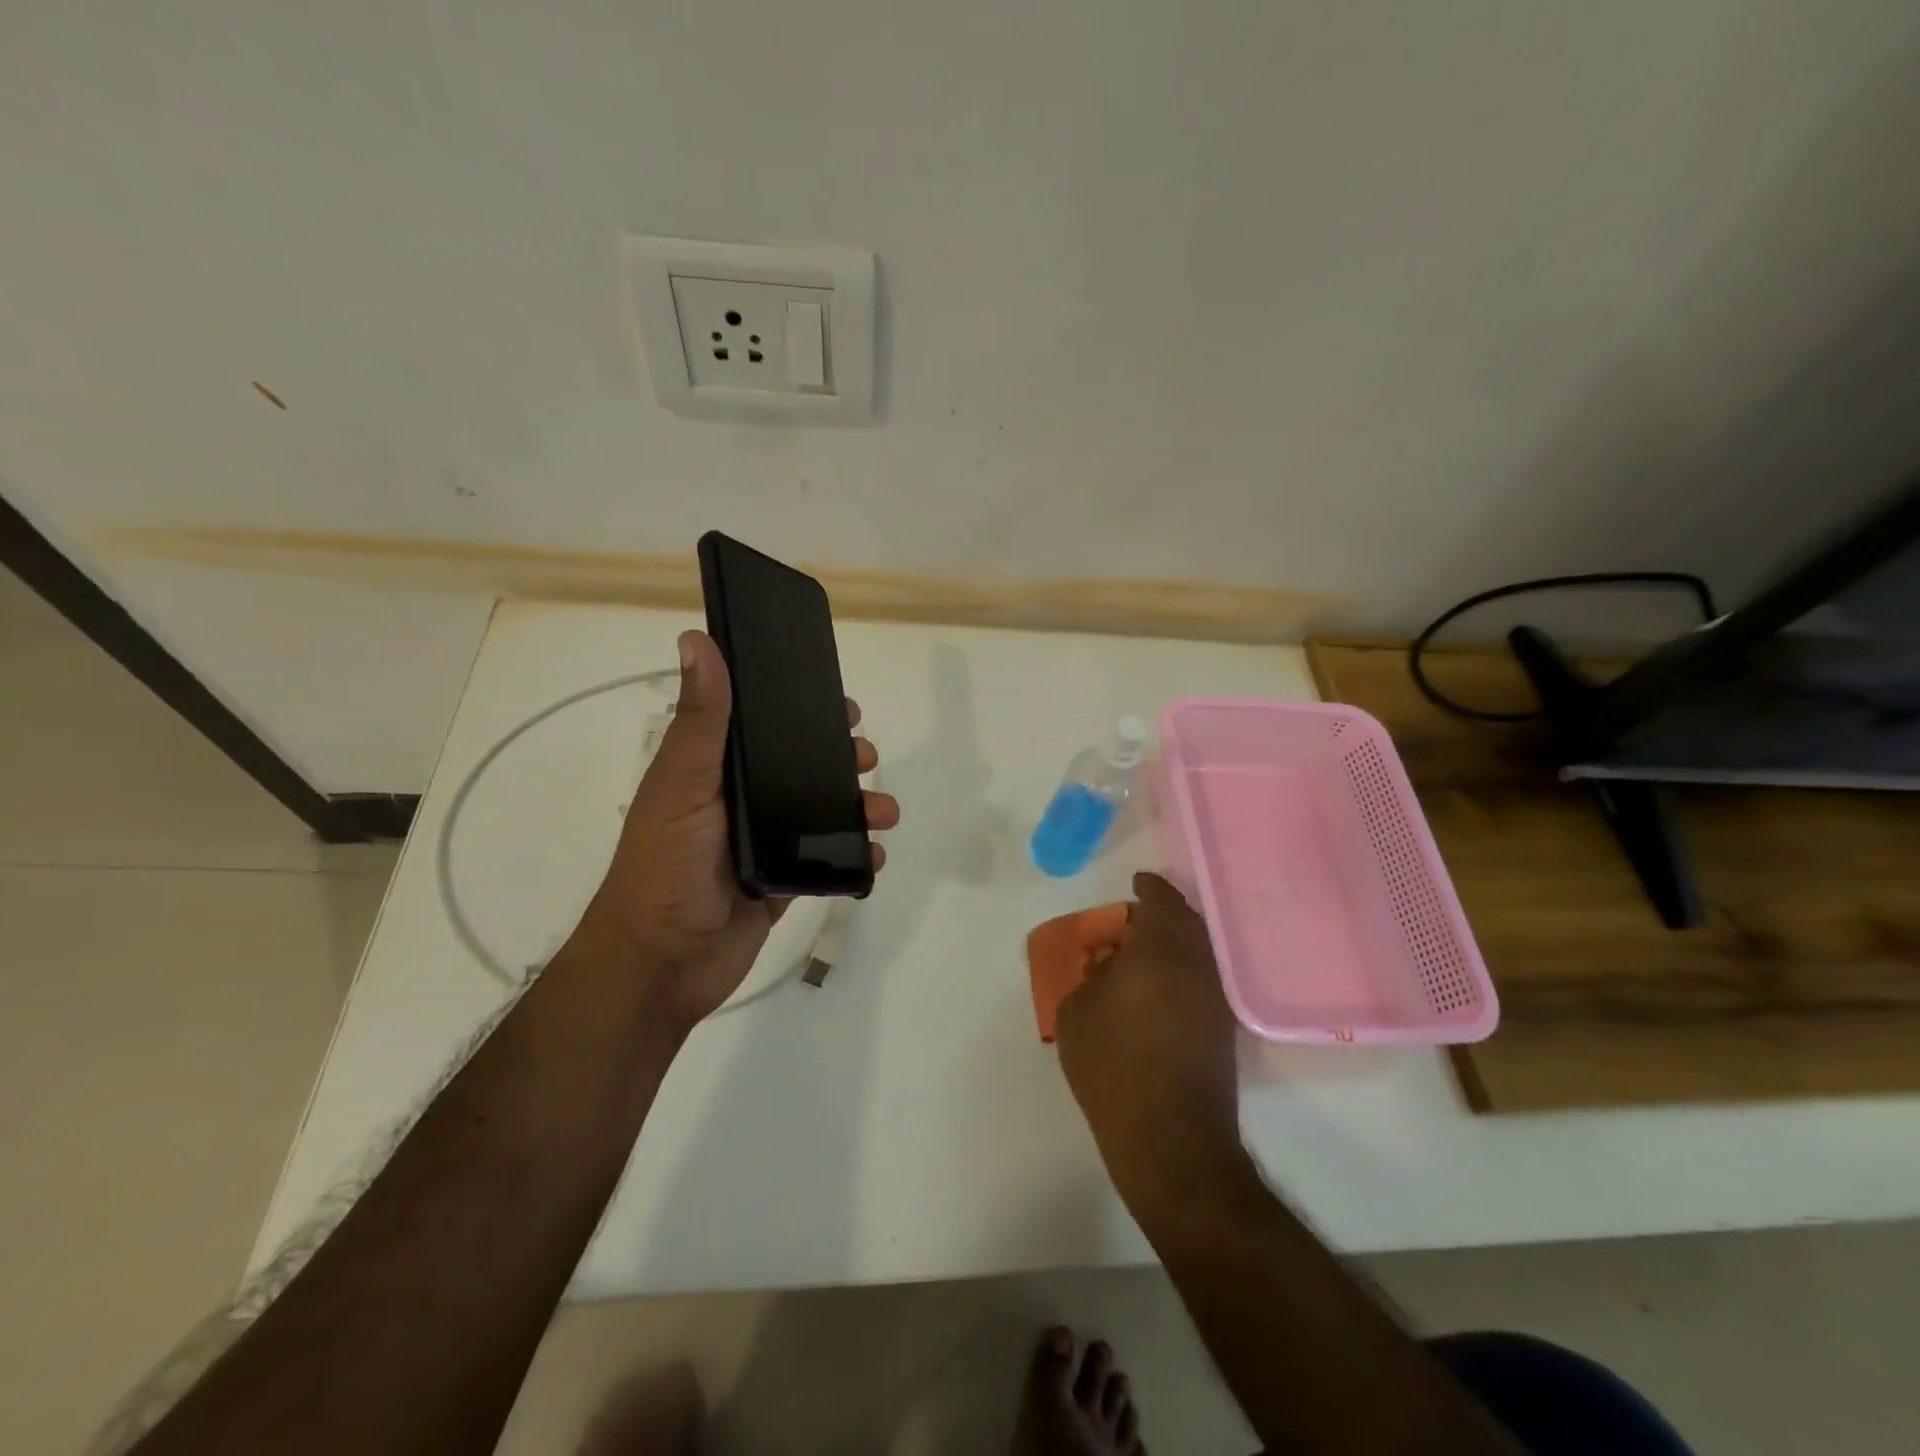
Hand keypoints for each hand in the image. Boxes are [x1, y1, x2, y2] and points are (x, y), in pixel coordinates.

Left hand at [573, 630, 899, 1029]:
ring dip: (860, 807)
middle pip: (802, 766)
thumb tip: (697, 639)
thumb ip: (701, 719)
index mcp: (716, 771)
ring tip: (884, 813)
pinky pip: (830, 860)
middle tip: (866, 757)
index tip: (841, 703)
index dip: (802, 710)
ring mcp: (766, 842)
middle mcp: (743, 801)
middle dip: (842, 757)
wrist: (664, 962)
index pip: (764, 726)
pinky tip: (875, 854)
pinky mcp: (785, 881)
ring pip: (824, 812)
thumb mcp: (683, 783)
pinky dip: (857, 855)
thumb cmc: (666, 864)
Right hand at [1055, 873, 1240, 1195]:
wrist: (1171, 1137)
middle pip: (1185, 922)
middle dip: (1160, 915)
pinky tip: (1154, 994)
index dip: (1148, 887)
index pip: (1161, 899)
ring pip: (1196, 952)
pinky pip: (1200, 981)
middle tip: (1131, 924)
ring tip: (1138, 960)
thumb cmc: (1113, 1064)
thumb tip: (1110, 966)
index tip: (1136, 883)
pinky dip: (1180, 973)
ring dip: (1171, 946)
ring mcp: (1215, 998)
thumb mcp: (1076, 1012)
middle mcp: (1197, 963)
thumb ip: (1090, 976)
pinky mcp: (1223, 1029)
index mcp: (1161, 948)